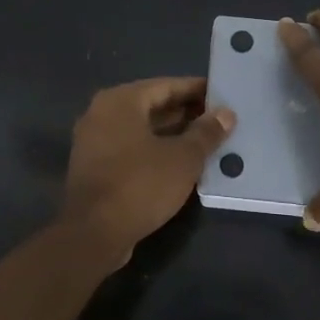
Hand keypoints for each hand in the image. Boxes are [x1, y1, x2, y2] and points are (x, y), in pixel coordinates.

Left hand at [59, 77, 234, 259]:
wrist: (94, 233)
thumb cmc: (140, 185)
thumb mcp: (183, 158)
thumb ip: (206, 133)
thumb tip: (226, 114)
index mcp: (121, 101)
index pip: (166, 86)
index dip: (196, 90)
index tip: (222, 95)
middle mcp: (102, 114)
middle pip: (151, 106)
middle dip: (185, 113)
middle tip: (219, 120)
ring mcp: (94, 141)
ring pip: (141, 130)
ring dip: (172, 134)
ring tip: (207, 142)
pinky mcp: (94, 167)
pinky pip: (130, 149)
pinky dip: (155, 151)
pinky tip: (180, 164)